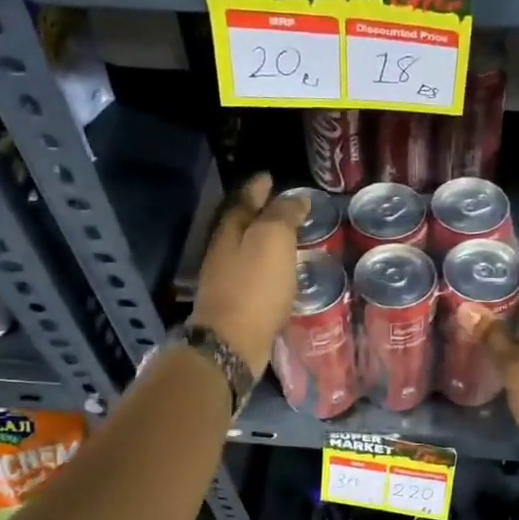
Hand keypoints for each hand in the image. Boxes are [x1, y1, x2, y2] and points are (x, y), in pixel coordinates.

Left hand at [189, 174, 306, 375]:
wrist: (233, 341)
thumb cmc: (255, 286)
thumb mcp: (273, 240)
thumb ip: (283, 215)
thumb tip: (294, 197)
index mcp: (230, 230)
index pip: (244, 200)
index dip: (258, 188)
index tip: (270, 178)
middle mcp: (223, 251)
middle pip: (242, 224)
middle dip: (261, 213)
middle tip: (285, 207)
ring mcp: (226, 279)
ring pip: (247, 250)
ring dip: (265, 242)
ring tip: (289, 239)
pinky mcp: (236, 304)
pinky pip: (254, 276)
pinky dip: (268, 268)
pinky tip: (282, 273)